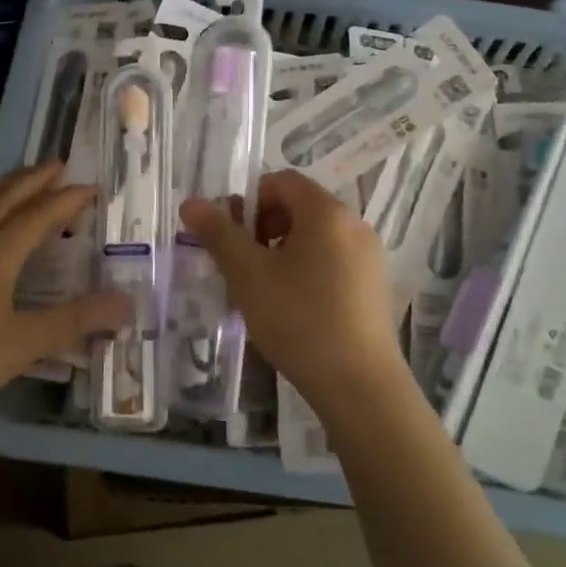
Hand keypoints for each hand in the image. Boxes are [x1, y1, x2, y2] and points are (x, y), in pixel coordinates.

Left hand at [0, 163, 130, 419]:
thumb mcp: (28, 342)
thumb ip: (78, 320)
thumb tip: (126, 304)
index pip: (40, 214)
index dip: (68, 199)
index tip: (92, 187)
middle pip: (5, 196)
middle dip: (34, 178)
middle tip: (57, 164)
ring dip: (1, 188)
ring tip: (17, 182)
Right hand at [180, 170, 407, 414]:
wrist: (359, 385)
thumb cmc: (299, 319)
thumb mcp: (248, 276)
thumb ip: (219, 234)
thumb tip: (192, 203)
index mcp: (327, 212)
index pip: (282, 181)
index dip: (250, 201)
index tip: (233, 238)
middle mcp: (354, 225)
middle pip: (300, 207)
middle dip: (264, 229)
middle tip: (243, 267)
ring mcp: (369, 257)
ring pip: (315, 238)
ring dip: (283, 253)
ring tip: (264, 293)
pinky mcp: (374, 287)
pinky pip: (333, 262)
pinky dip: (307, 272)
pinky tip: (294, 311)